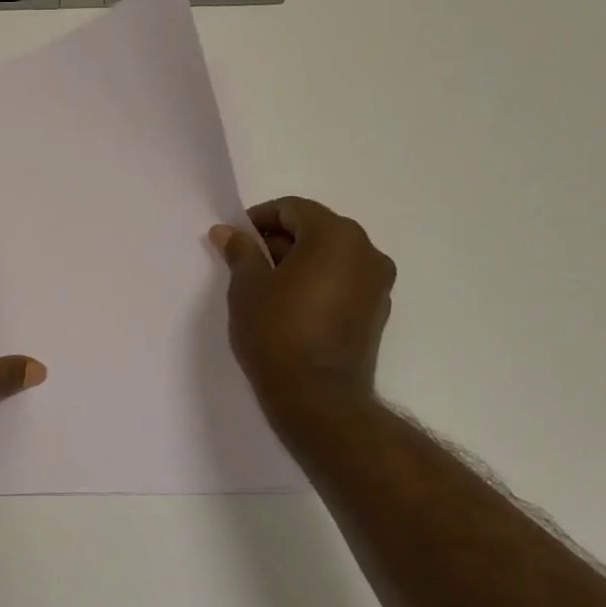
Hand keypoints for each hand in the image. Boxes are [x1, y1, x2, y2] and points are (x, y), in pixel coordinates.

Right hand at [210, 198, 396, 408]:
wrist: (317, 397)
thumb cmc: (276, 331)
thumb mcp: (247, 286)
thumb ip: (240, 251)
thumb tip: (227, 231)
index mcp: (335, 235)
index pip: (293, 209)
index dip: (260, 219)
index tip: (237, 240)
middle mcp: (366, 251)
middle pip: (316, 229)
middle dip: (281, 240)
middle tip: (249, 263)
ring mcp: (378, 283)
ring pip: (333, 255)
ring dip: (301, 261)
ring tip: (269, 286)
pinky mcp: (378, 311)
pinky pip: (345, 280)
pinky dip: (320, 281)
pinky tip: (294, 305)